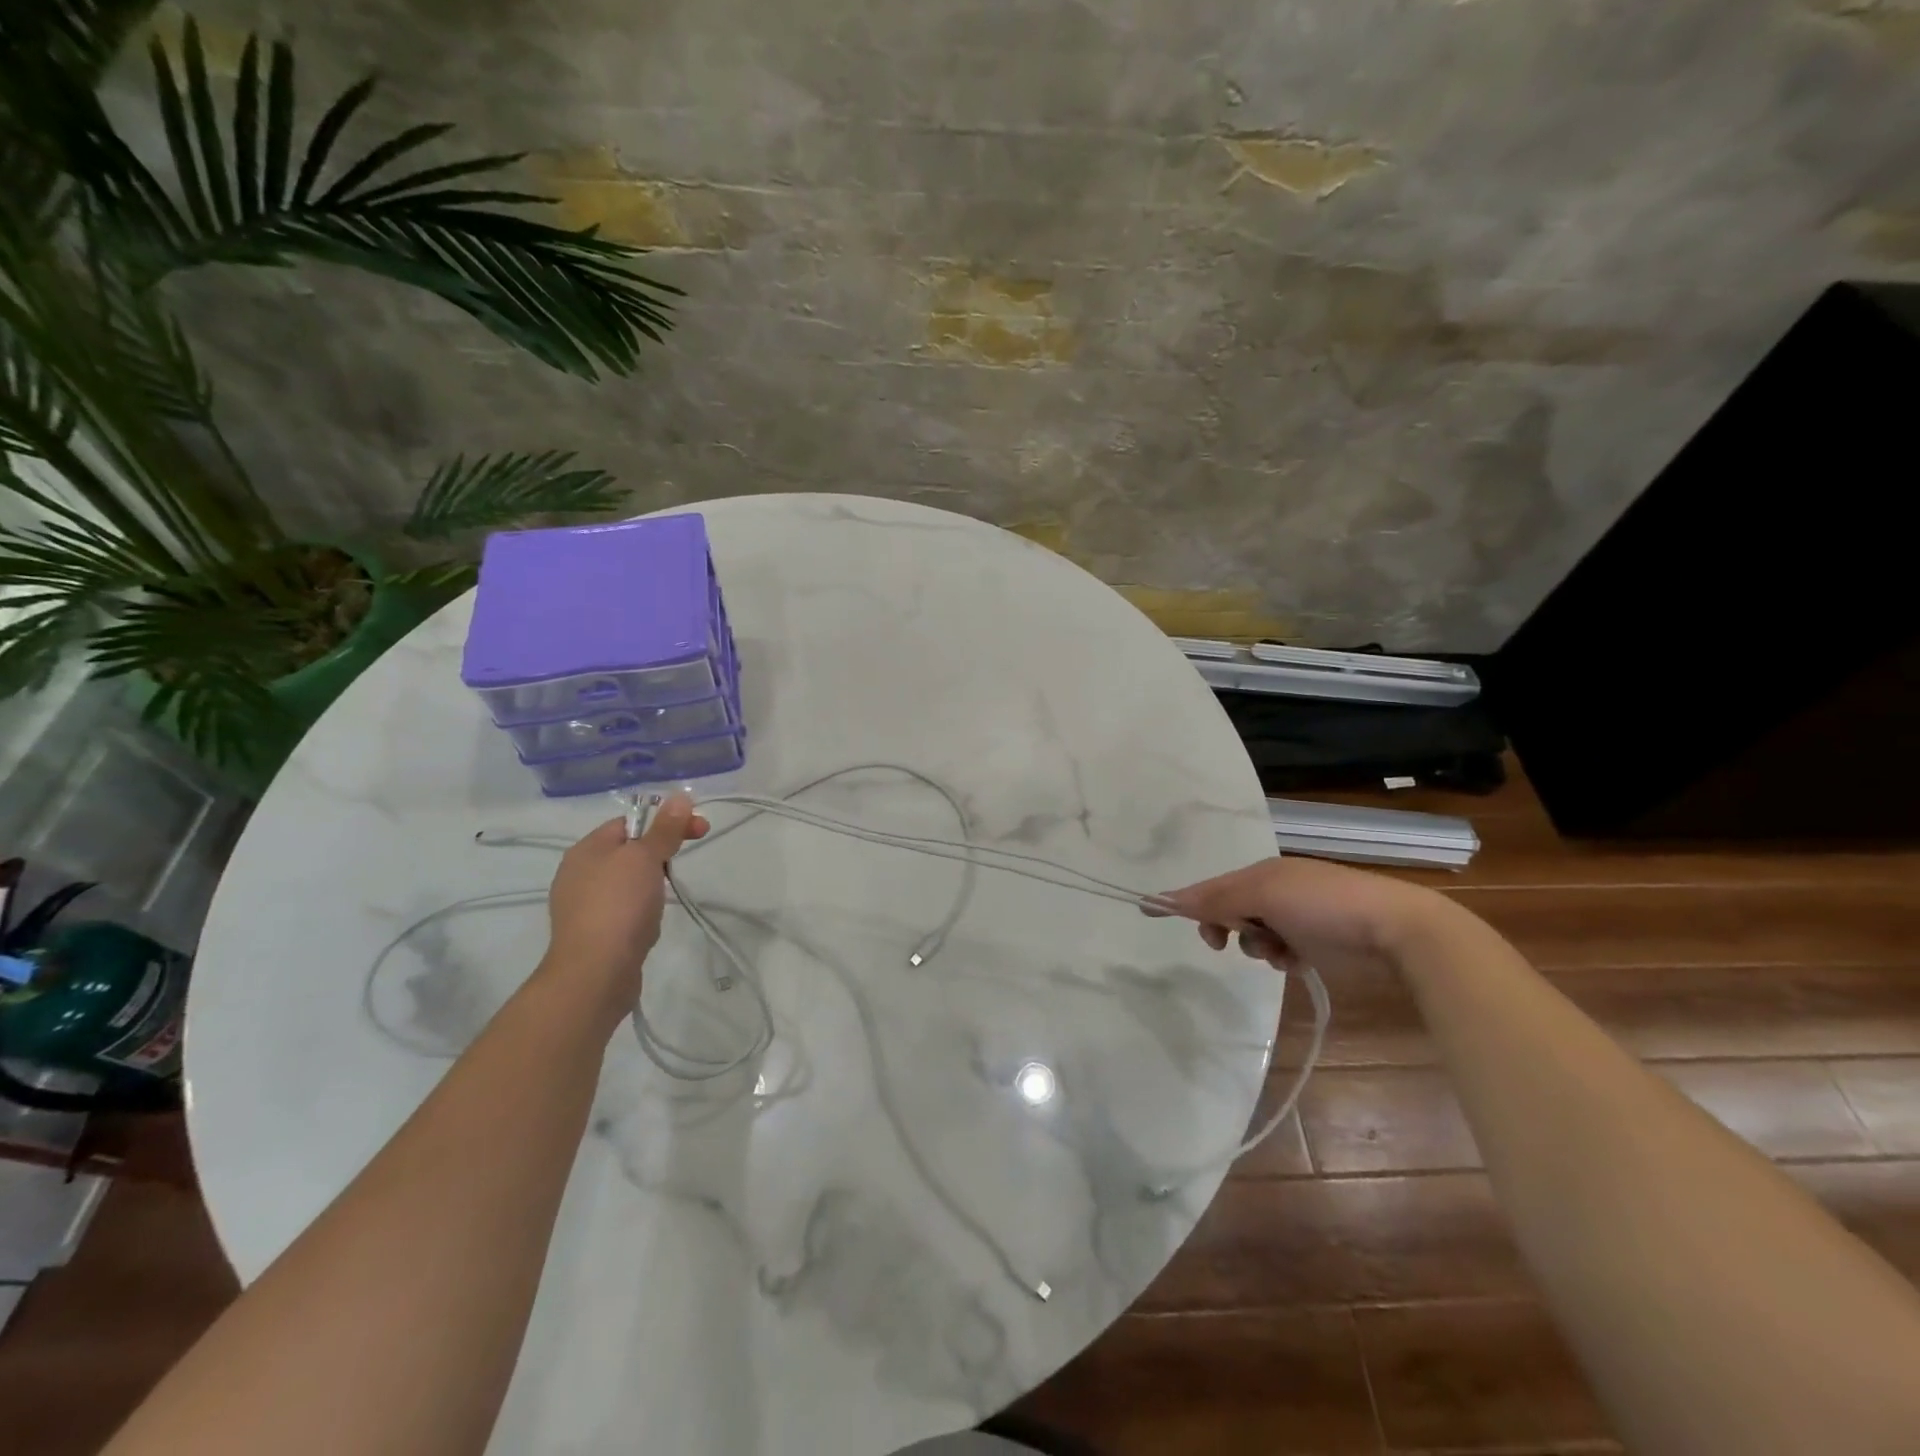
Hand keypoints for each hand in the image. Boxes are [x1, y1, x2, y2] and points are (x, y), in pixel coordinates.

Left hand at [542, 793, 707, 1029]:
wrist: (595, 974)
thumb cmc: (618, 906)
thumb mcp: (645, 859)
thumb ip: (664, 829)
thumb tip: (680, 796)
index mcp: (586, 850)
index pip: (631, 821)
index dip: (666, 821)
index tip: (699, 830)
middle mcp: (579, 873)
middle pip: (629, 850)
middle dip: (661, 852)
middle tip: (684, 863)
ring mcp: (584, 905)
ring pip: (628, 880)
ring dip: (653, 882)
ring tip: (666, 896)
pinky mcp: (595, 932)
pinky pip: (624, 907)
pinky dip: (642, 907)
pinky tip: (650, 921)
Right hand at [1153, 855, 1452, 976]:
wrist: (1395, 928)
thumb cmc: (1322, 905)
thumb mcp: (1262, 896)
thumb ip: (1215, 900)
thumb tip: (1164, 898)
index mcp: (1262, 872)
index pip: (1210, 887)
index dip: (1183, 900)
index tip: (1148, 910)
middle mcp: (1277, 889)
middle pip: (1230, 909)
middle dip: (1225, 927)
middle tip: (1223, 944)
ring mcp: (1300, 913)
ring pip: (1255, 933)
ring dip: (1256, 945)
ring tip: (1276, 953)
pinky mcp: (1320, 938)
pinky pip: (1283, 947)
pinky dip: (1282, 955)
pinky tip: (1294, 961)